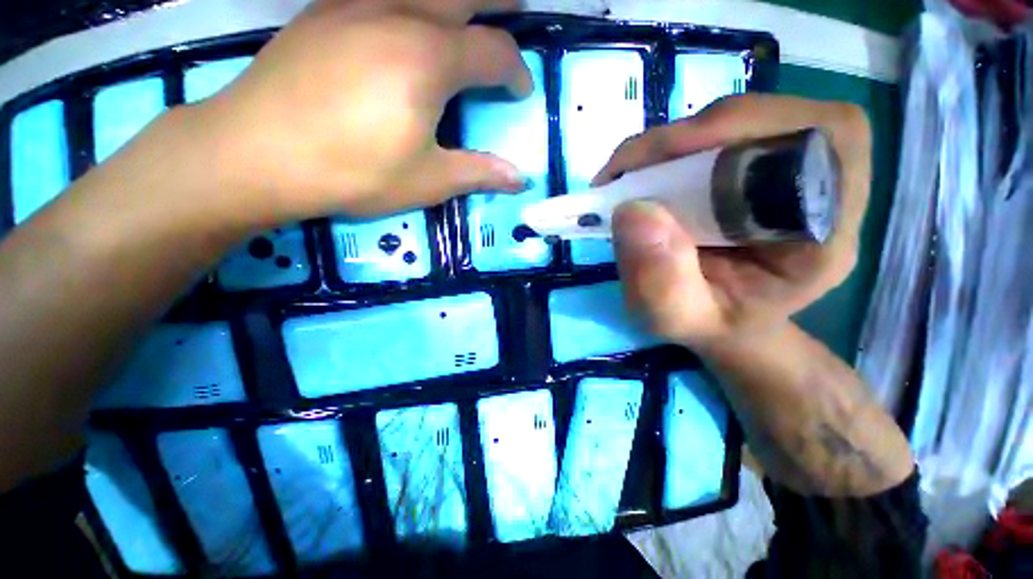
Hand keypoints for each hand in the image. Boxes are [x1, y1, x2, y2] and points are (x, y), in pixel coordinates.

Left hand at [182, 0, 530, 227]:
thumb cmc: (354, 172)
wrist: (257, 152)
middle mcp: (399, 14)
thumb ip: (479, 173)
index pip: (495, 55)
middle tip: (520, 8)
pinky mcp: (324, 11)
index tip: (522, 92)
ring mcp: (356, 5)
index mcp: (431, 60)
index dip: (517, 73)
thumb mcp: (428, 180)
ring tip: (470, 11)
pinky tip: (409, 14)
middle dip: (499, 3)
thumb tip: (522, 179)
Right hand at [604, 95, 870, 348]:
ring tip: (629, 178)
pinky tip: (645, 177)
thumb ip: (660, 281)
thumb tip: (632, 210)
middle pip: (768, 118)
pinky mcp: (762, 163)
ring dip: (673, 143)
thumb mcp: (677, 318)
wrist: (727, 322)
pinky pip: (719, 133)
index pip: (815, 141)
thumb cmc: (711, 324)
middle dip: (686, 139)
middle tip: (626, 173)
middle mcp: (825, 186)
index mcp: (826, 231)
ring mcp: (792, 168)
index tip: (652, 168)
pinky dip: (672, 149)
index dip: (734, 134)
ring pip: (737, 120)